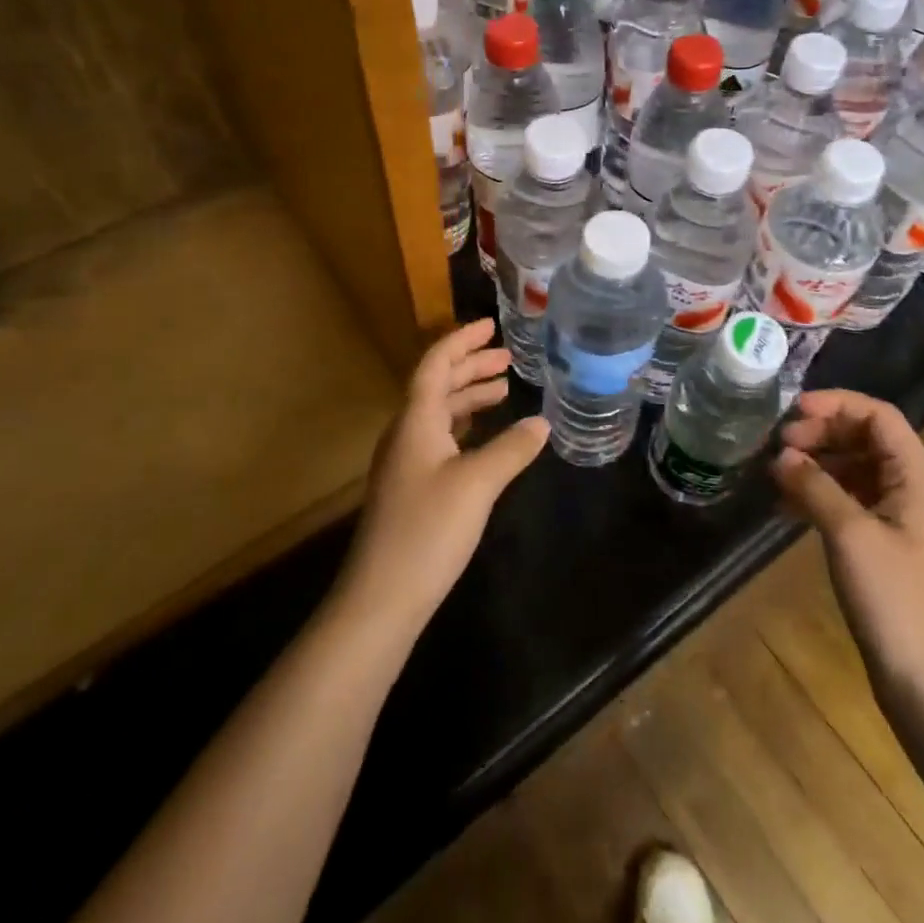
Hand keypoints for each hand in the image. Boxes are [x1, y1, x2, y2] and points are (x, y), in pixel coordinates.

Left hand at [337, 319, 548, 632]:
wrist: (381, 597)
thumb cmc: (428, 530)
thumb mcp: (477, 484)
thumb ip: (511, 449)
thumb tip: (542, 422)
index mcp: (415, 420)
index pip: (435, 364)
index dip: (462, 341)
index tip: (491, 325)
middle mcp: (406, 433)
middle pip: (437, 385)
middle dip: (471, 367)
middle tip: (508, 357)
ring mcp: (405, 462)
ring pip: (438, 413)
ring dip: (469, 396)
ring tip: (504, 390)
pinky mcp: (410, 488)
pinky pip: (439, 438)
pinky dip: (464, 426)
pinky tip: (484, 438)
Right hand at [772, 390, 923, 706]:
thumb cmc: (895, 600)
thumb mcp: (850, 534)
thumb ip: (815, 486)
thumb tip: (781, 456)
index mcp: (915, 480)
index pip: (880, 417)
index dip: (837, 404)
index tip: (793, 413)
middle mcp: (910, 491)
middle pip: (865, 439)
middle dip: (821, 433)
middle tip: (779, 445)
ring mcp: (897, 521)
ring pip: (854, 470)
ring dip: (816, 463)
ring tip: (776, 473)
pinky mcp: (882, 547)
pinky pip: (848, 501)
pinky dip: (818, 494)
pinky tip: (785, 506)